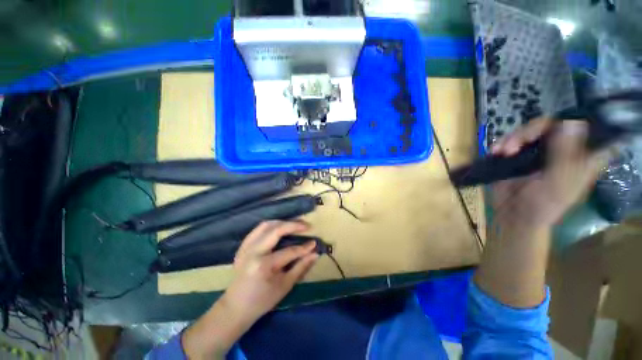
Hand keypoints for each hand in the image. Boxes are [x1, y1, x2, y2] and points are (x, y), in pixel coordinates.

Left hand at [182, 221, 317, 358]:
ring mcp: (246, 247)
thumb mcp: (285, 286)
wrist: (235, 308)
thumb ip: (301, 267)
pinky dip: (271, 226)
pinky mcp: (243, 246)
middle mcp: (253, 252)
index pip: (289, 251)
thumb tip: (315, 254)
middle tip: (306, 225)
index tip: (314, 243)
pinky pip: (258, 229)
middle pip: (276, 230)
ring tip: (295, 224)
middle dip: (293, 225)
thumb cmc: (262, 301)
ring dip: (282, 222)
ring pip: (266, 225)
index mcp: (263, 265)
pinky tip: (279, 228)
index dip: (304, 247)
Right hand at [474, 118, 610, 307]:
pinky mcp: (519, 155)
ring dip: (513, 138)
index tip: (569, 118)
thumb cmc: (542, 205)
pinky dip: (502, 143)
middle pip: (553, 124)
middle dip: (532, 130)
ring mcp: (539, 151)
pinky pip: (512, 140)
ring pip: (530, 130)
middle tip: (516, 144)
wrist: (513, 215)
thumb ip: (566, 154)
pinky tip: (495, 151)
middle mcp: (563, 149)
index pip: (590, 128)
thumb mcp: (558, 182)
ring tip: (501, 151)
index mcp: (582, 156)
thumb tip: (573, 122)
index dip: (584, 117)